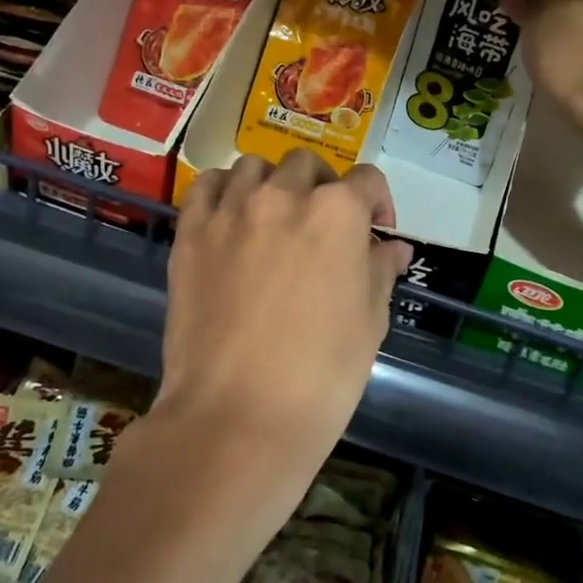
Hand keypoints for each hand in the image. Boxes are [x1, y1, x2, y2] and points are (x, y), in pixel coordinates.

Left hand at [161, 151, 411, 486]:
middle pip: (306, 165)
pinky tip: (231, 217)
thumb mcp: (370, 322)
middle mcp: (284, 196)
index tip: (377, 232)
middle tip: (323, 227)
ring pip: (254, 167)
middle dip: (323, 187)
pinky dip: (224, 191)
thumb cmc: (321, 375)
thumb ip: (380, 270)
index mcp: (337, 213)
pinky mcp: (191, 233)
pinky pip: (207, 186)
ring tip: (274, 219)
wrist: (237, 417)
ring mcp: (231, 211)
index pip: (367, 180)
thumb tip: (391, 247)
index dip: (378, 203)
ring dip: (272, 184)